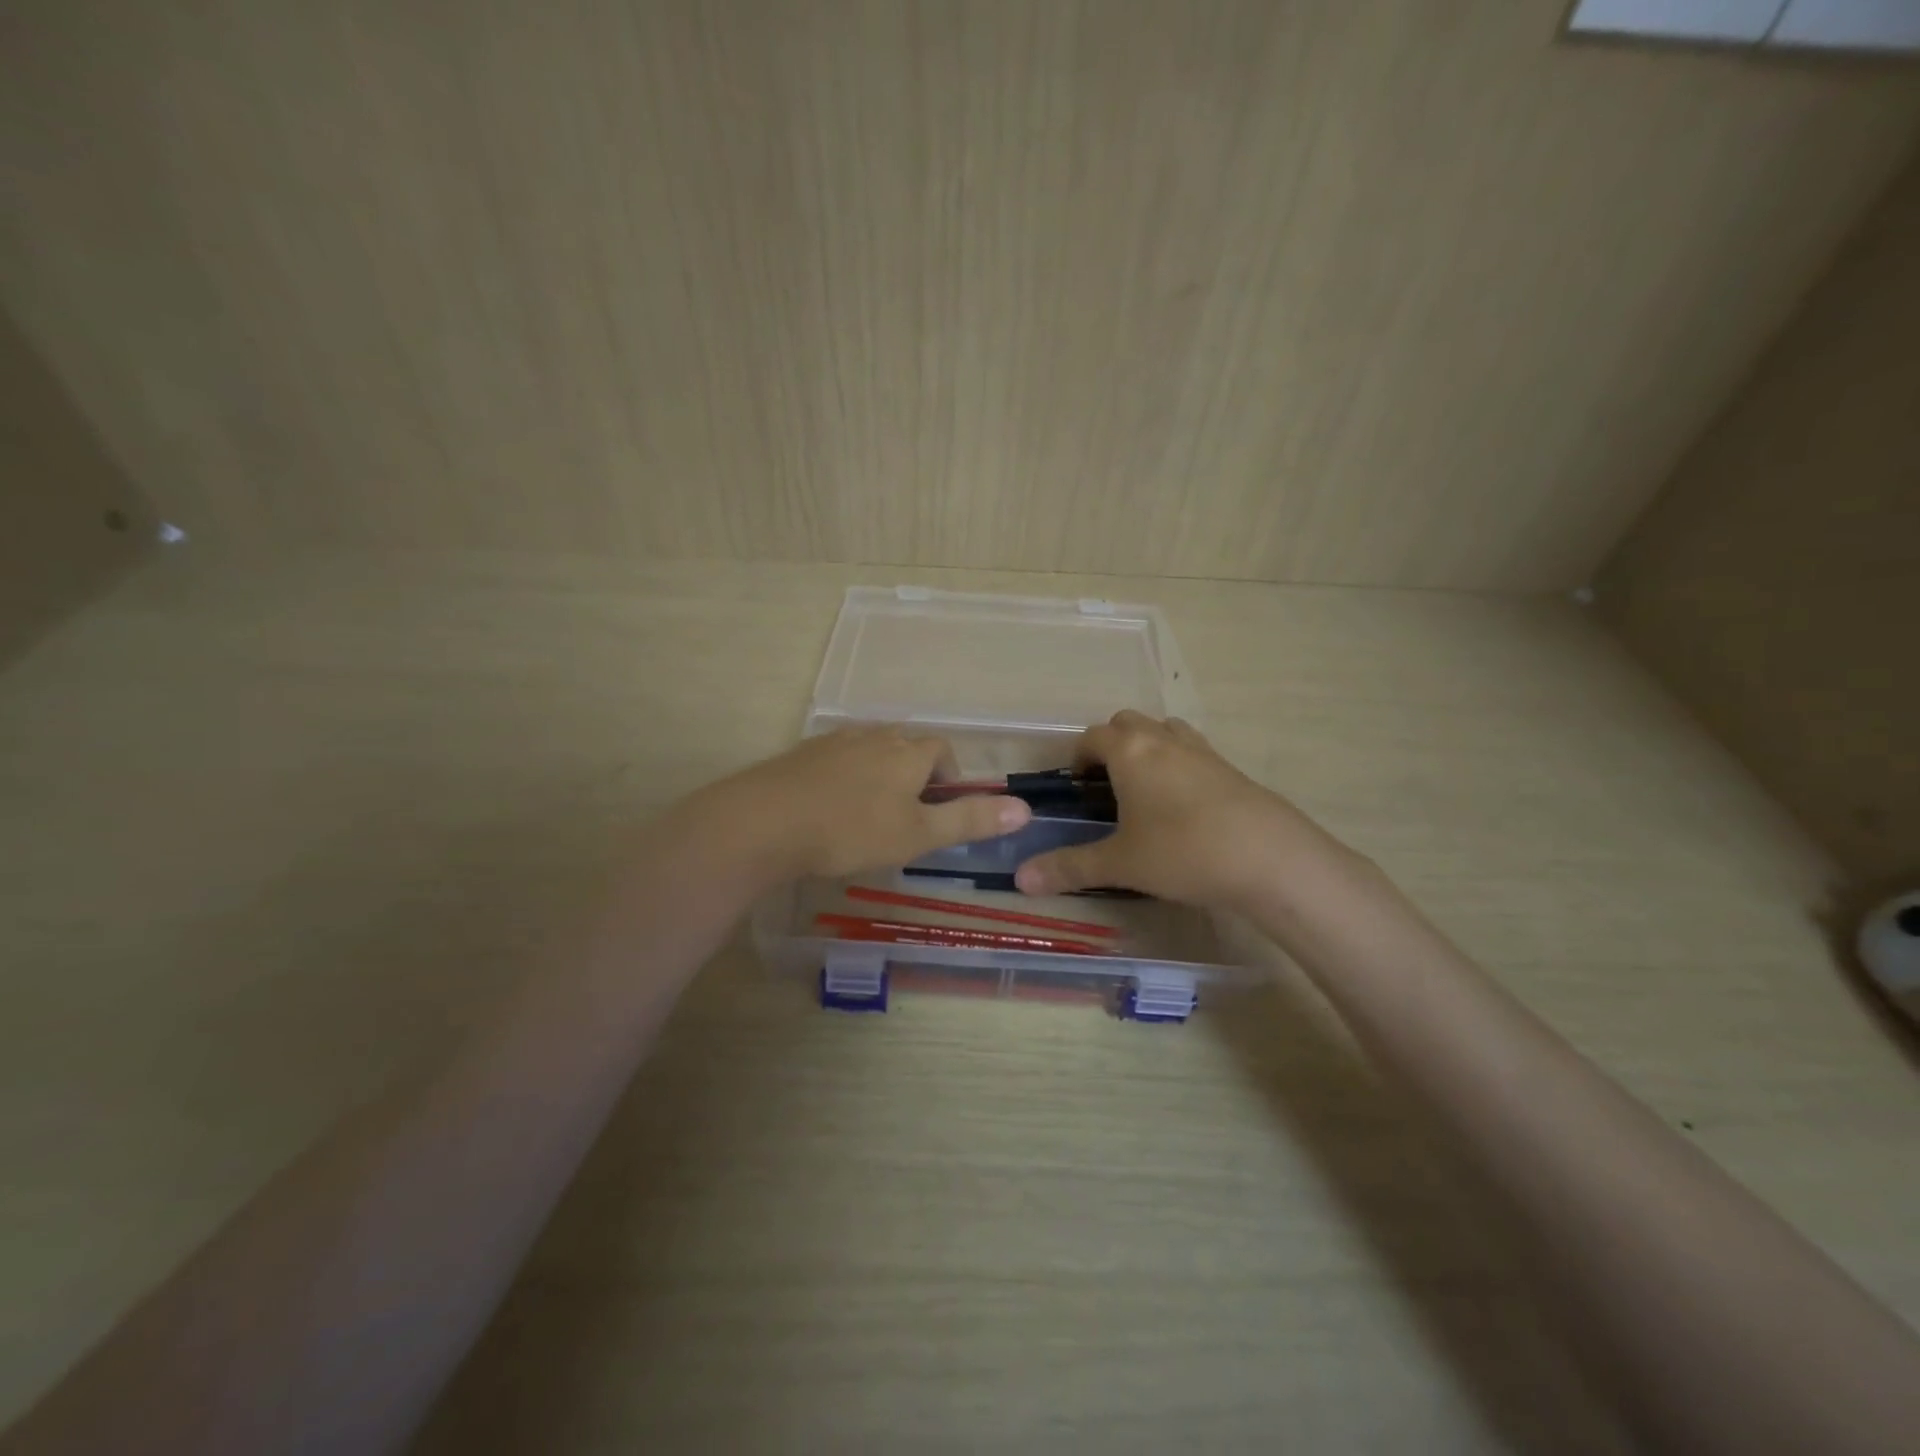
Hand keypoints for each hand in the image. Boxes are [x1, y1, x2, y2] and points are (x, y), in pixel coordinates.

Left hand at [691, 726, 1030, 883]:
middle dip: (915, 774)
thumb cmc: (852, 830)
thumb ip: (969, 821)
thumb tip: (1025, 808)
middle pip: (906, 745)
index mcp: (907, 752)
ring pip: (870, 751)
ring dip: (879, 775)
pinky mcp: (801, 755)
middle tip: (908, 816)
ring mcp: (833, 742)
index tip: (940, 810)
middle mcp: (874, 737)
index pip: (942, 750)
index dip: (949, 777)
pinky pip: (836, 759)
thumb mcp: (917, 834)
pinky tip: (831, 807)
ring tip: (871, 813)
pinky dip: (844, 778)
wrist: (764, 822)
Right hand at [1013, 710, 1343, 910]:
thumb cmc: (1182, 852)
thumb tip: (1021, 879)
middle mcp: (1164, 740)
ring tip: (1144, 790)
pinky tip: (1183, 806)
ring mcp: (1203, 751)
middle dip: (1111, 745)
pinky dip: (1179, 765)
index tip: (1076, 786)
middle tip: (1106, 785)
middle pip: (1129, 723)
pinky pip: (1194, 752)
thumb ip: (1069, 868)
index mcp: (1130, 751)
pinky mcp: (1232, 769)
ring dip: (1148, 748)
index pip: (1093, 736)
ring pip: (1165, 731)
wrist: (1270, 859)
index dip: (1078, 756)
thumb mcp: (1120, 863)